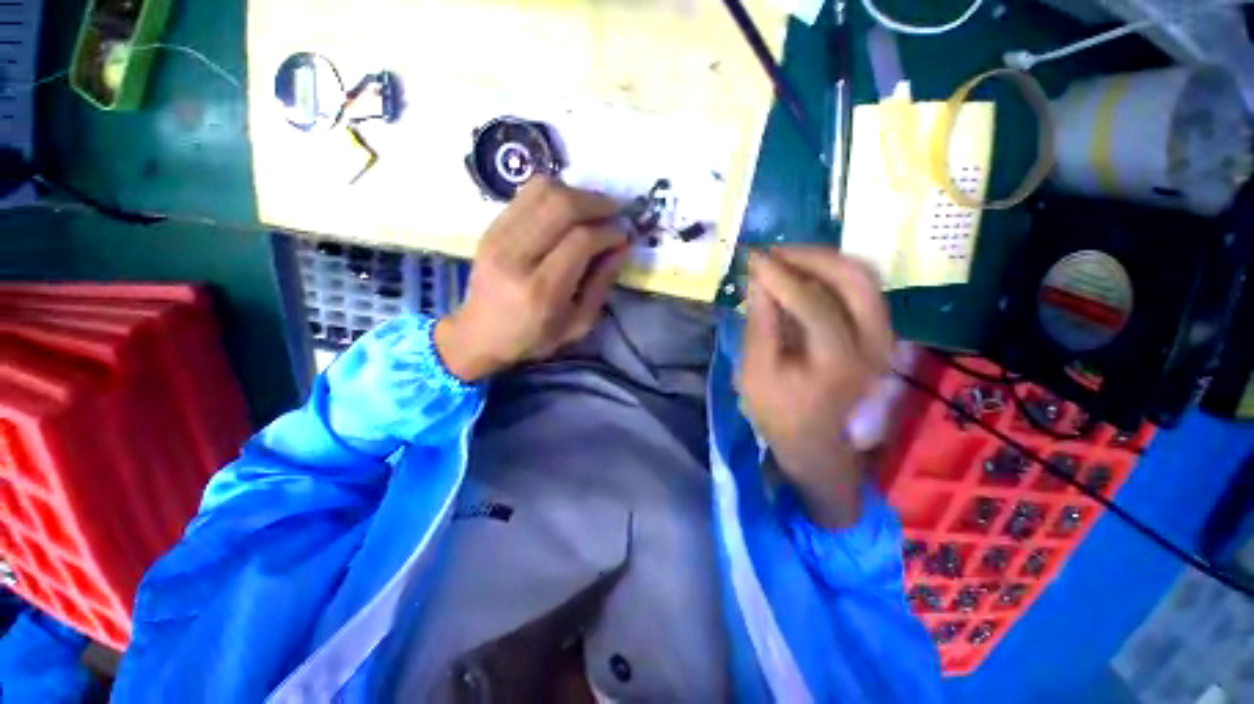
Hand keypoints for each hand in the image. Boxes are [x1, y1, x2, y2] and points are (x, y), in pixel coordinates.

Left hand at [435, 177, 629, 380]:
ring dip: (577, 193)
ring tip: (594, 209)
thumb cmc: (535, 337)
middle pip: (561, 206)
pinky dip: (554, 193)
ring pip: (543, 191)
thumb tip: (622, 245)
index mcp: (542, 290)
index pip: (580, 241)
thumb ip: (602, 283)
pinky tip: (568, 209)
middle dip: (597, 203)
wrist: (481, 335)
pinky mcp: (490, 228)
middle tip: (615, 212)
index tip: (623, 235)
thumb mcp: (579, 323)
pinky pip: (526, 194)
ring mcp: (497, 237)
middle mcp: (516, 257)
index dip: (608, 232)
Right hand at [740, 247, 893, 527]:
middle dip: (811, 256)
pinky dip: (833, 274)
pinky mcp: (880, 334)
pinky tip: (805, 274)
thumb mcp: (756, 372)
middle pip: (855, 278)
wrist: (816, 444)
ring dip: (824, 260)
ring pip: (864, 278)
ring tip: (786, 258)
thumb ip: (760, 323)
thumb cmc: (779, 413)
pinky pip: (862, 289)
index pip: (813, 303)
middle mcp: (874, 345)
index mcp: (839, 362)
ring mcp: (884, 338)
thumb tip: (759, 278)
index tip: (753, 257)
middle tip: (773, 252)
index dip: (781, 275)